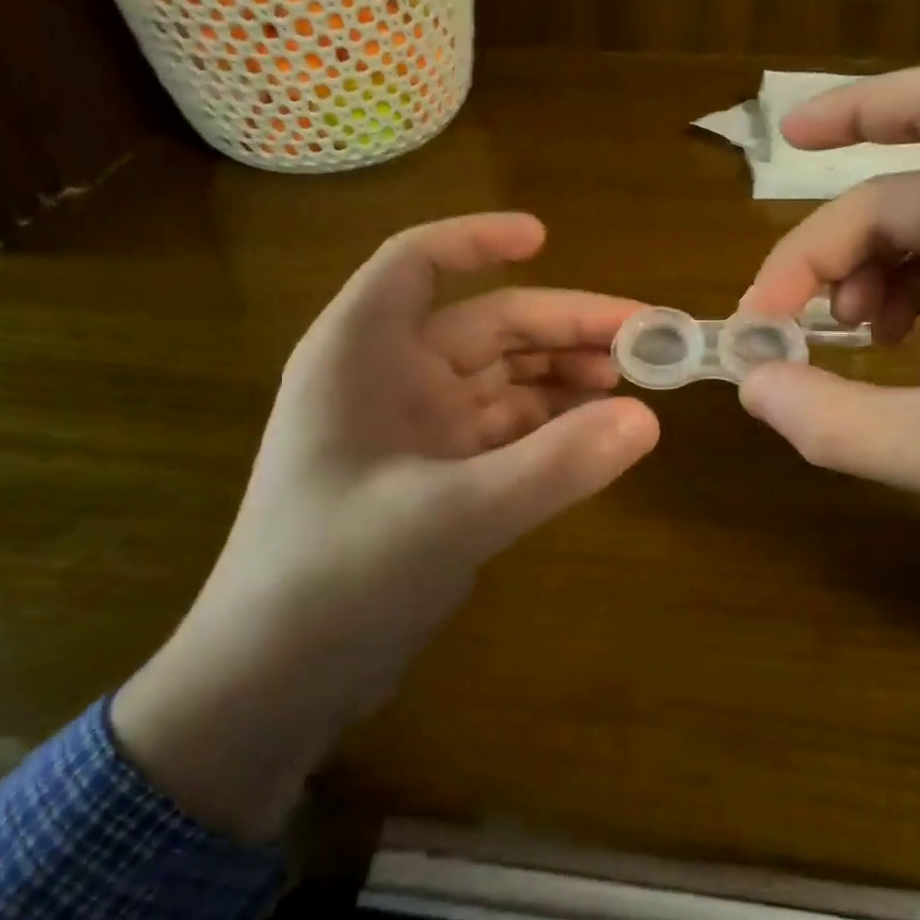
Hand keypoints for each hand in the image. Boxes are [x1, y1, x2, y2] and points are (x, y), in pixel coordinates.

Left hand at [114, 213, 658, 838]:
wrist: (271, 684)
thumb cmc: (333, 580)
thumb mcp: (450, 516)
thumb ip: (551, 466)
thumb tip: (648, 419)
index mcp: (359, 354)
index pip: (416, 263)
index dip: (477, 239)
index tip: (545, 235)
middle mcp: (385, 378)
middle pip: (484, 324)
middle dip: (560, 326)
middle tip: (641, 338)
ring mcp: (412, 430)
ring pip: (499, 378)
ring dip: (561, 375)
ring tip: (629, 384)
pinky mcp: (433, 477)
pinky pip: (502, 430)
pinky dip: (547, 425)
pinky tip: (594, 432)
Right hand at [737, 65, 919, 585]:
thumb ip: (837, 422)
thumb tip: (751, 386)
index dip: (852, 109)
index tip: (784, 140)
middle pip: (907, 198)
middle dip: (829, 256)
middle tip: (775, 330)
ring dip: (867, 284)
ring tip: (840, 349)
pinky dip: (913, 310)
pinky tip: (900, 367)